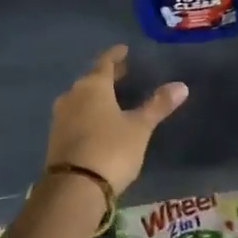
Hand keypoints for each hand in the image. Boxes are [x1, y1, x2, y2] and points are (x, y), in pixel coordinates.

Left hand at [45, 45, 187, 194]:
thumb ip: (157, 105)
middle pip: (92, 79)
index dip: (116, 55)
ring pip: (81, 97)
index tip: (124, 50)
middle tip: (123, 72)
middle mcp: (72, 95)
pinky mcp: (56, 137)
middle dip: (108, 75)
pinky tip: (97, 121)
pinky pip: (75, 115)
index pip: (105, 62)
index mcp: (93, 86)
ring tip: (112, 97)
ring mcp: (61, 116)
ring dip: (96, 95)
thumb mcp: (139, 128)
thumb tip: (181, 85)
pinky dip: (88, 112)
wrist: (74, 187)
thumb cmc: (111, 149)